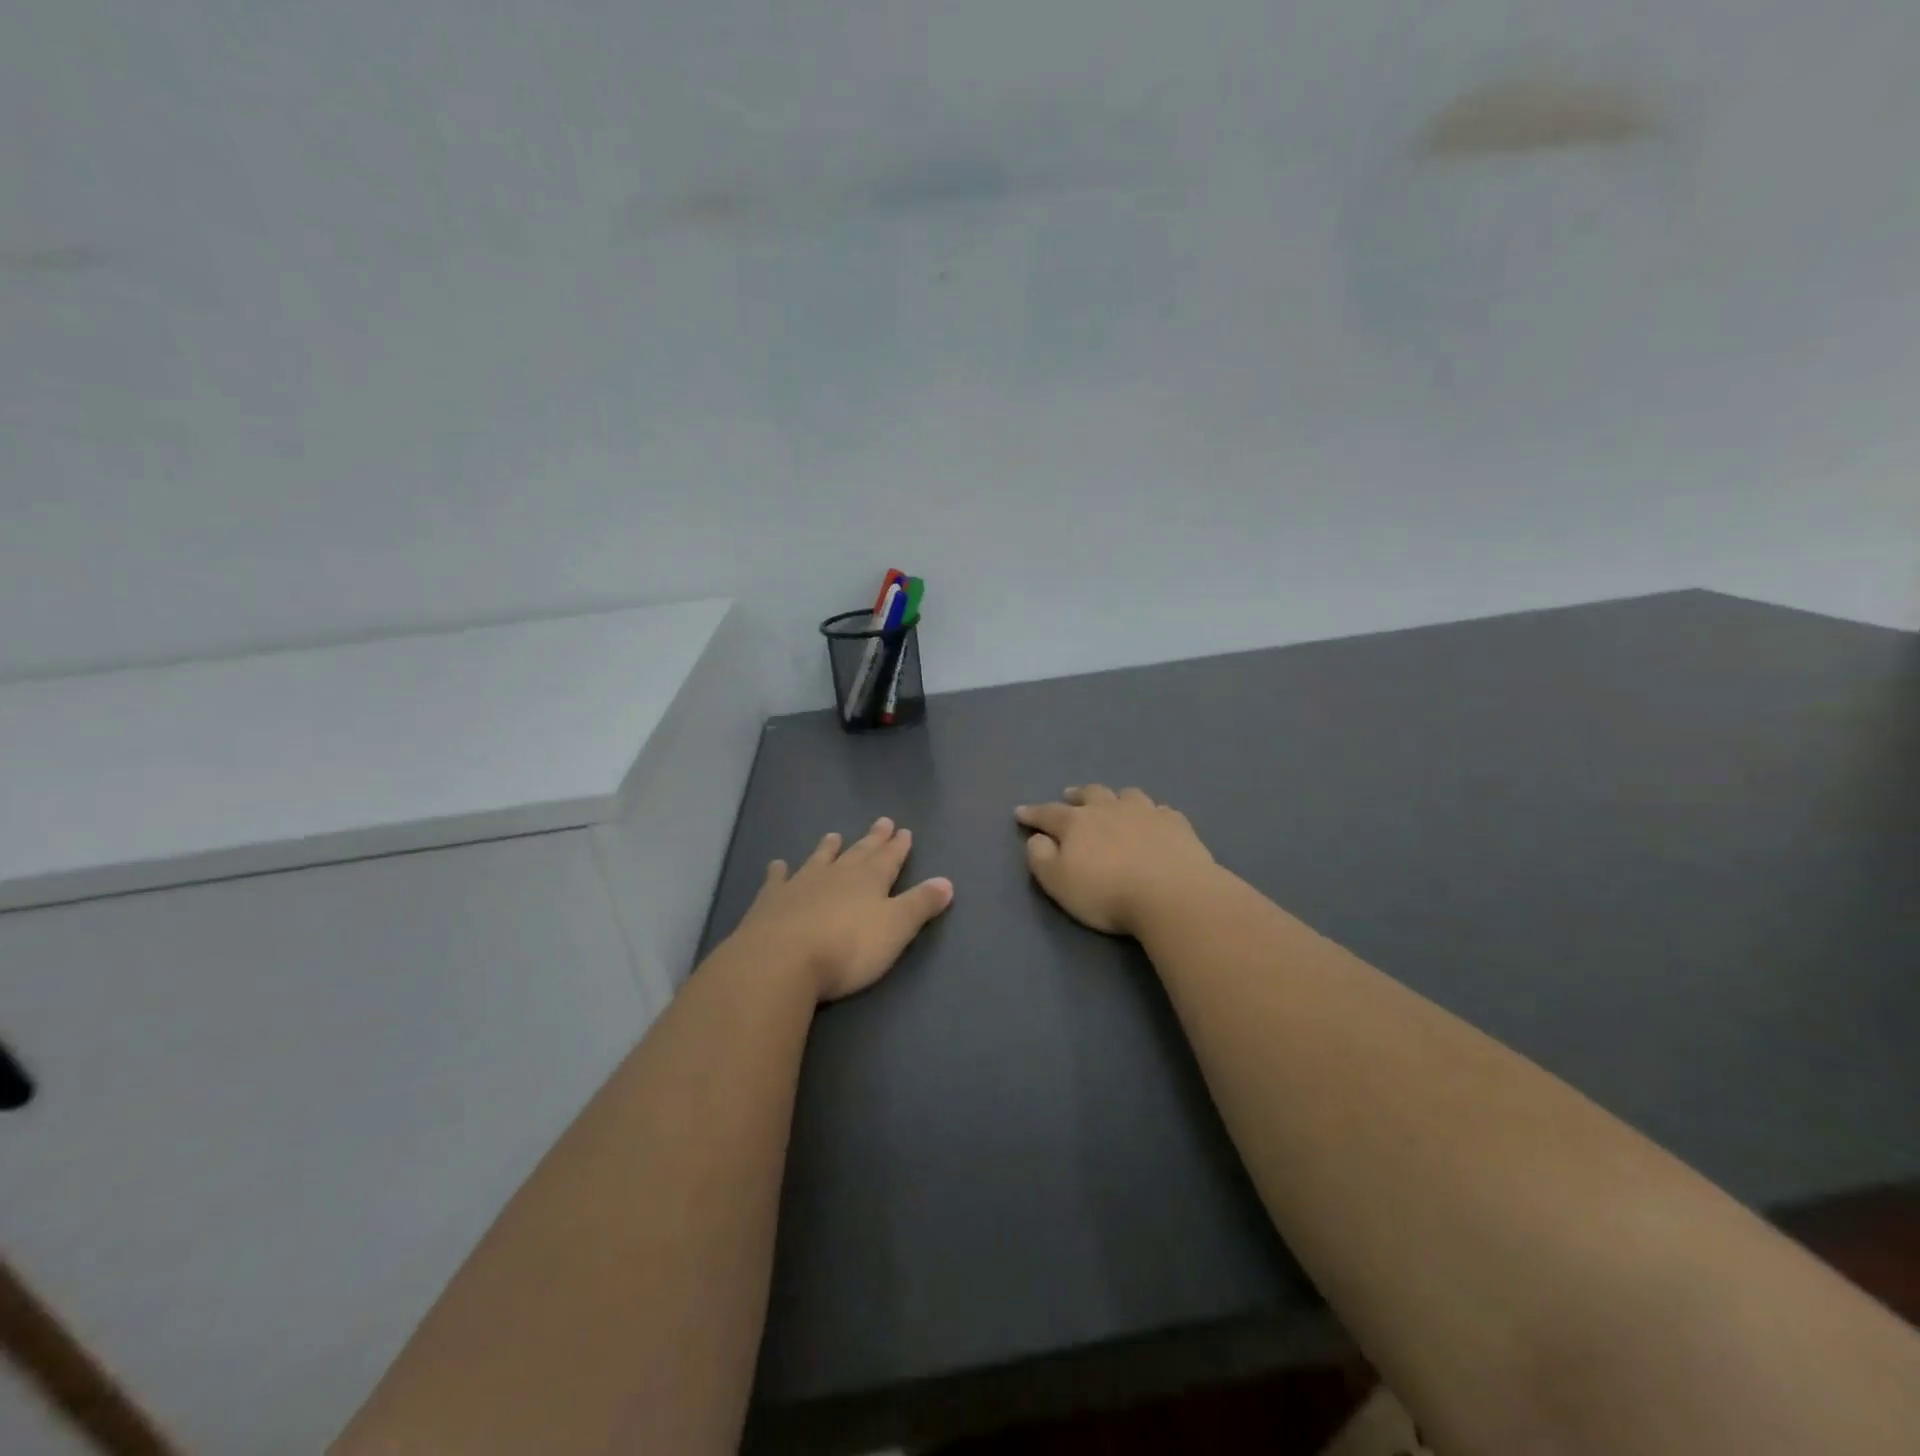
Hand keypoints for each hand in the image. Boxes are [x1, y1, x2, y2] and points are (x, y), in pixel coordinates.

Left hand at [729, 817, 953, 1001]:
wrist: (781, 960)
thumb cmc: (847, 948)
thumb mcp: (896, 928)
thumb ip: (920, 904)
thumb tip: (946, 881)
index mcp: (870, 880)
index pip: (889, 858)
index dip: (898, 846)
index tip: (904, 831)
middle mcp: (837, 874)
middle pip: (858, 853)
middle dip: (873, 840)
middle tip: (882, 822)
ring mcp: (801, 884)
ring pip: (819, 860)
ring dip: (828, 849)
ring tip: (833, 836)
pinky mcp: (770, 901)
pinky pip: (777, 880)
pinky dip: (779, 872)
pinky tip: (777, 865)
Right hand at [1015, 785, 1219, 935]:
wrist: (1172, 894)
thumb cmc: (1107, 893)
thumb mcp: (1058, 882)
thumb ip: (1041, 857)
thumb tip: (1037, 838)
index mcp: (1077, 822)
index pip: (1048, 813)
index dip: (1032, 813)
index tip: (1020, 812)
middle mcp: (1109, 808)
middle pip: (1090, 793)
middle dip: (1076, 795)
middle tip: (1070, 796)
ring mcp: (1146, 812)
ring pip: (1127, 795)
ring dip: (1116, 798)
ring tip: (1114, 803)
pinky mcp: (1176, 824)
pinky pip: (1161, 811)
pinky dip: (1152, 813)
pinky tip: (1155, 820)